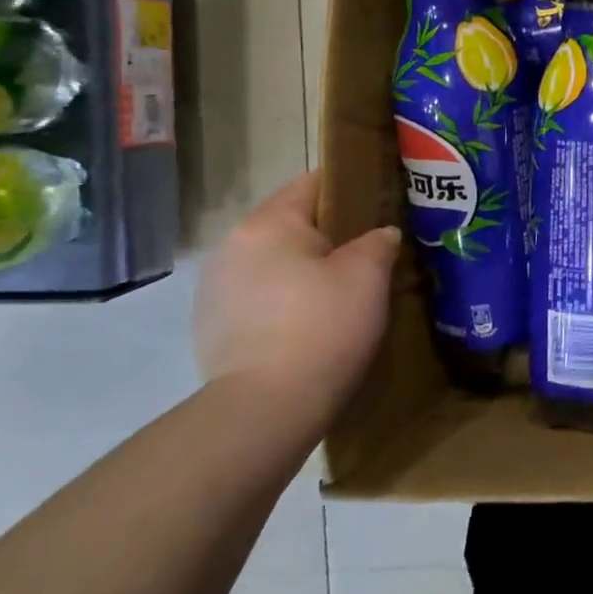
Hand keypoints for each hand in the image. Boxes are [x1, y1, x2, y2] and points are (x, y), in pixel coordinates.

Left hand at [193, 172, 400, 424]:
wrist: (266, 410)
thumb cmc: (323, 327)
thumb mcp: (368, 276)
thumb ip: (378, 241)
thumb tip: (381, 234)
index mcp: (268, 224)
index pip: (313, 183)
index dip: (351, 188)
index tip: (381, 203)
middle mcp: (232, 247)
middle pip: (291, 225)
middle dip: (329, 236)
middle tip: (369, 254)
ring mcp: (214, 289)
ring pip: (273, 263)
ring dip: (304, 271)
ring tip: (340, 294)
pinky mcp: (211, 328)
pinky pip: (259, 298)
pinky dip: (284, 303)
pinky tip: (309, 327)